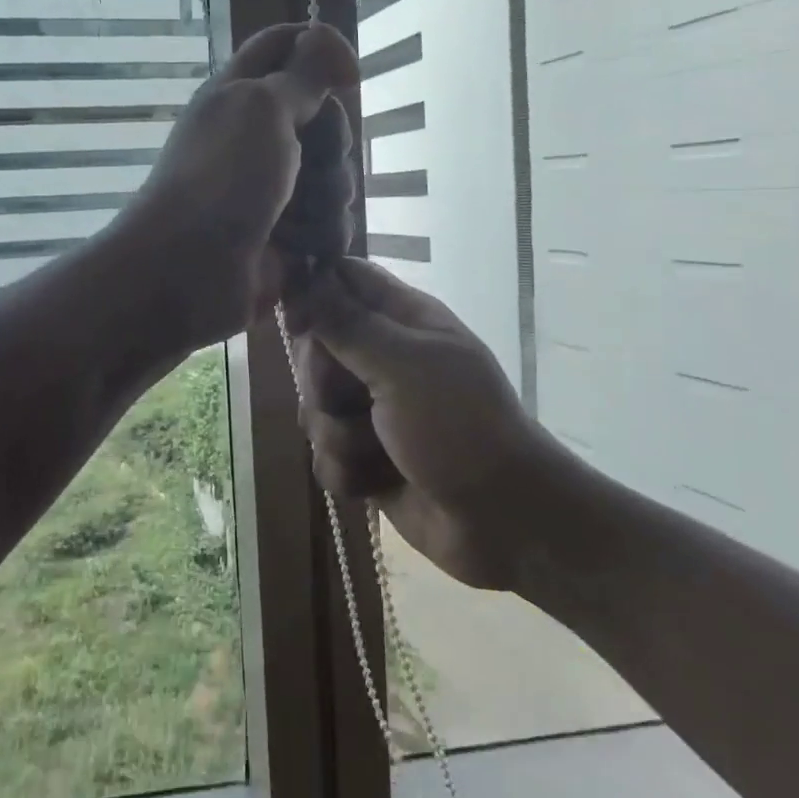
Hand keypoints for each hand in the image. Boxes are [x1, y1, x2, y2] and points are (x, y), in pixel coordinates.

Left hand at [120, 23, 359, 347]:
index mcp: (243, 94)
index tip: (348, 76)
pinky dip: (323, 237)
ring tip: (294, 220)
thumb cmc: (221, 180)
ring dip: (327, 199)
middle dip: (331, 144)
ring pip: (336, 176)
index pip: (286, 47)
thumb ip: (302, 73)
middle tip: (308, 162)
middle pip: (327, 120)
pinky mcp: (289, 236)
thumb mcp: (262, 108)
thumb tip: (325, 38)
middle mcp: (260, 137)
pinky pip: (332, 224)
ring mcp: (275, 189)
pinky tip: (303, 250)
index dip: (321, 49)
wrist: (188, 272)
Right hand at [286, 259, 551, 591]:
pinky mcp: (364, 458)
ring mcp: (373, 411)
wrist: (502, 519)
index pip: (344, 280)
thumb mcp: (403, 365)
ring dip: (338, 437)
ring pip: (314, 408)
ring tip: (377, 452)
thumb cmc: (459, 426)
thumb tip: (303, 278)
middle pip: (316, 350)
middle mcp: (383, 360)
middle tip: (350, 399)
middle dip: (322, 383)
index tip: (296, 321)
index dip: (313, 292)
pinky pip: (324, 455)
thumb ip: (347, 323)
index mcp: (402, 321)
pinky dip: (348, 473)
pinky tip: (377, 483)